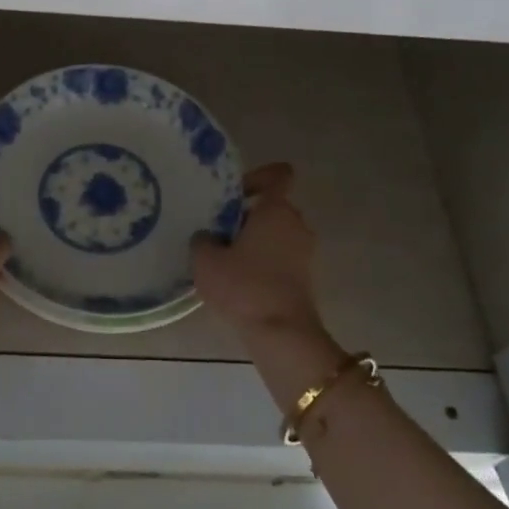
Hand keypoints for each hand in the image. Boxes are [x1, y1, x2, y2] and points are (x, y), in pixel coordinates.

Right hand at [192, 164, 322, 335]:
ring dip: (254, 242)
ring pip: (276, 234)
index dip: (258, 176)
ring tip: (225, 260)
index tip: (235, 192)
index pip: (278, 175)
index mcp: (276, 210)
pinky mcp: (305, 277)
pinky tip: (239, 282)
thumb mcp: (206, 260)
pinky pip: (281, 257)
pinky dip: (263, 263)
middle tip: (218, 231)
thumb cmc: (244, 286)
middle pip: (272, 207)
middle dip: (247, 216)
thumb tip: (208, 237)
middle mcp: (297, 224)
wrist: (281, 333)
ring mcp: (305, 252)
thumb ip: (202, 239)